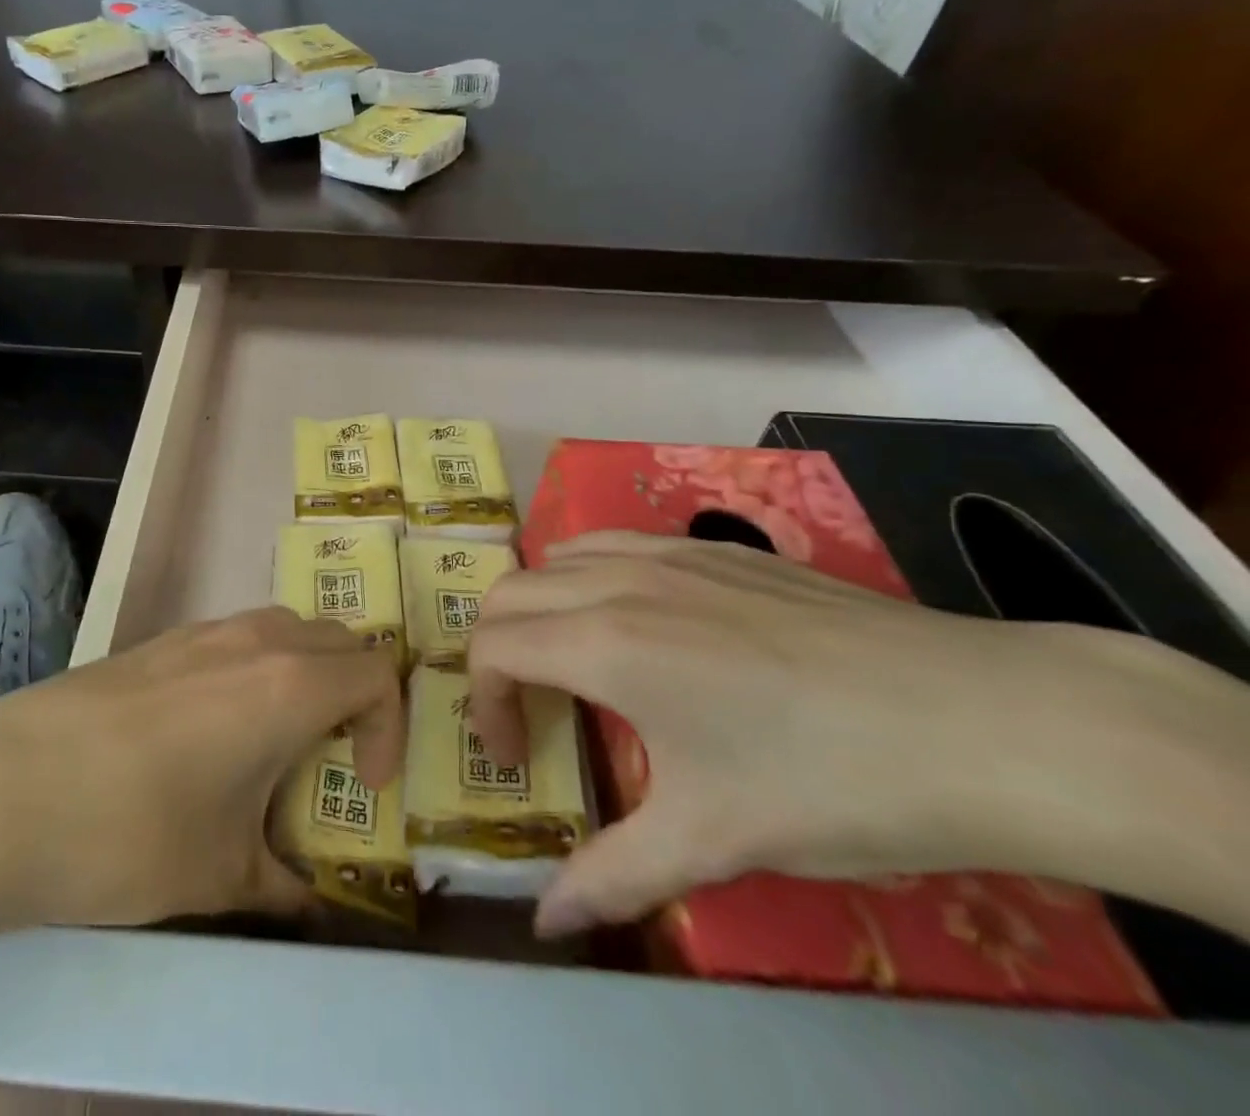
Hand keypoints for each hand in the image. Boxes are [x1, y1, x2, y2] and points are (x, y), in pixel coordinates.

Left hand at [0, 607, 401, 951]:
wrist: (0, 788)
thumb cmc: (129, 831)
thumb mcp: (219, 875)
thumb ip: (282, 884)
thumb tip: (309, 899)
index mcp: (289, 685)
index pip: (379, 674)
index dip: (390, 728)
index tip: (363, 785)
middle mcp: (255, 640)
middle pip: (340, 639)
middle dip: (355, 693)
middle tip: (333, 756)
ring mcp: (203, 631)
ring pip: (286, 629)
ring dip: (306, 674)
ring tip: (276, 742)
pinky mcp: (160, 639)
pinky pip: (237, 637)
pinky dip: (256, 669)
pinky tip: (211, 730)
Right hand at [467, 531, 1249, 940]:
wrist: (983, 721)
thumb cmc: (832, 782)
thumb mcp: (713, 840)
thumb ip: (613, 876)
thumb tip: (547, 922)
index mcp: (603, 644)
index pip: (491, 646)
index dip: (483, 703)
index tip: (518, 757)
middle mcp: (619, 582)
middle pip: (509, 592)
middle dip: (497, 651)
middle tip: (534, 712)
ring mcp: (670, 554)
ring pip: (560, 556)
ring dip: (542, 605)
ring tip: (576, 661)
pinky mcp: (717, 546)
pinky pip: (619, 544)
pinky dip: (593, 575)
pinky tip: (643, 622)